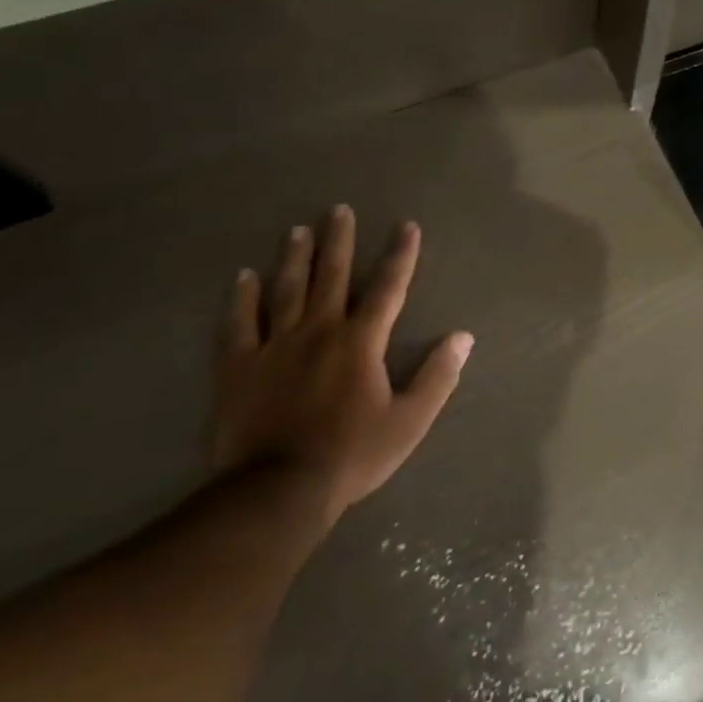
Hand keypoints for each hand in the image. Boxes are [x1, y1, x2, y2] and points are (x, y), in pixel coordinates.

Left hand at [210, 208, 472, 530]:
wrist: (277, 491)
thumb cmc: (351, 454)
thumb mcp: (409, 421)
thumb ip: (438, 376)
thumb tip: (464, 337)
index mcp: (360, 341)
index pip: (388, 288)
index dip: (400, 255)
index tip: (406, 226)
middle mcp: (319, 331)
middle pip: (331, 276)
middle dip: (338, 241)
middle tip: (338, 210)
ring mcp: (274, 346)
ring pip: (286, 290)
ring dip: (294, 258)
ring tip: (298, 230)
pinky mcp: (238, 367)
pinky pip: (239, 324)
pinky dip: (241, 298)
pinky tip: (243, 276)